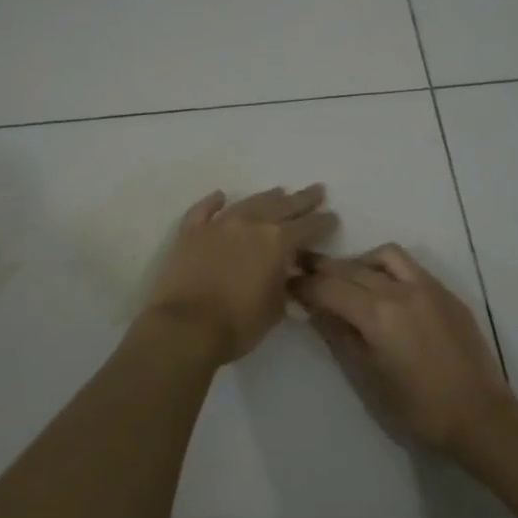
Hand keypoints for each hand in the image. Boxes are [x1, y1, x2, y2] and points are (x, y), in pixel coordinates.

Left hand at [141, 185, 337, 363]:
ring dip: (267, 197)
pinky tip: (221, 196)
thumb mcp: (275, 308)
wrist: (185, 327)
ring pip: (248, 202)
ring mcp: (218, 224)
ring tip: (279, 191)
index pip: (308, 226)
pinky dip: (213, 202)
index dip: (323, 222)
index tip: (332, 217)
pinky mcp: (190, 232)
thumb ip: (284, 284)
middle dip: (302, 199)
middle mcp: (251, 224)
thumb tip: (285, 273)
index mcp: (277, 242)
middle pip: (282, 205)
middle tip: (317, 190)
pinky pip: (204, 210)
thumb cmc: (238, 324)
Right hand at [292, 244, 514, 453]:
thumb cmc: (417, 408)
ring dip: (359, 261)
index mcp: (378, 314)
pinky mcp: (446, 293)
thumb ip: (340, 337)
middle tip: (302, 270)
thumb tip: (317, 311)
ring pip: (385, 256)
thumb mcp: (368, 376)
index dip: (304, 285)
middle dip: (323, 268)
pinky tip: (383, 288)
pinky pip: (410, 267)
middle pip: (352, 268)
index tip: (286, 284)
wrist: (479, 415)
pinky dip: (387, 268)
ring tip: (347, 279)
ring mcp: (428, 287)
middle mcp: (401, 290)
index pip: (329, 288)